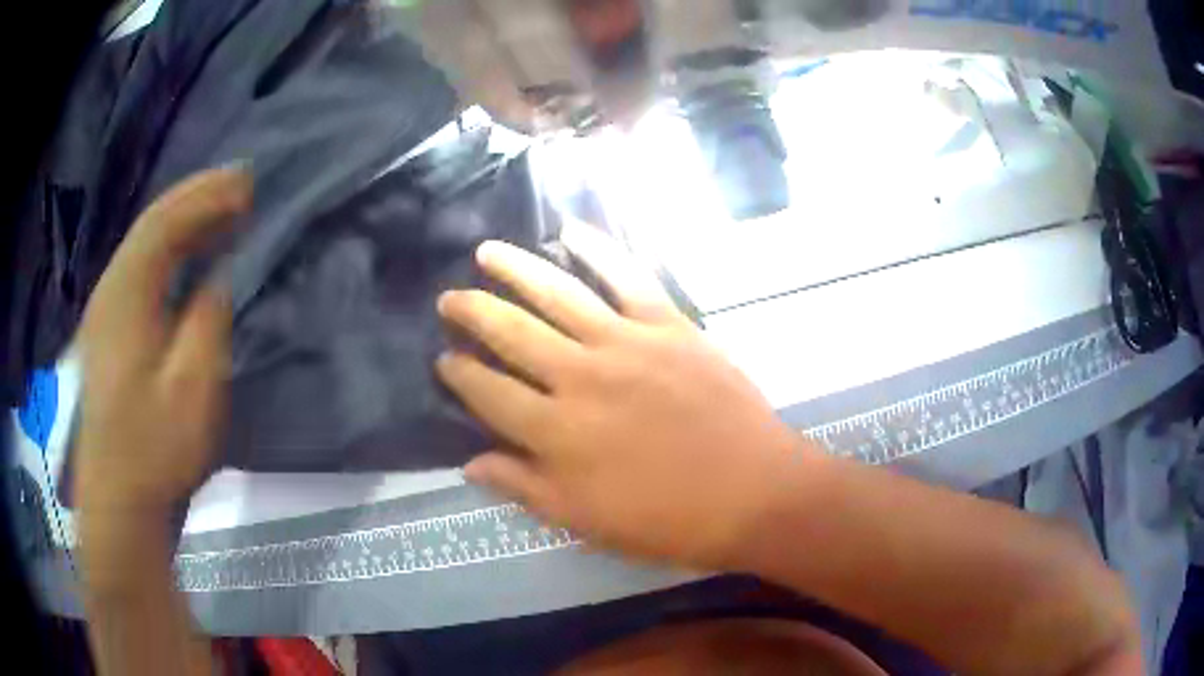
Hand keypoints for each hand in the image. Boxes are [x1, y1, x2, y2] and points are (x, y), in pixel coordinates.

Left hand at [75, 169, 250, 520]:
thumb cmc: (155, 449)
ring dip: (183, 220)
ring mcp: (104, 310)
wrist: (117, 499)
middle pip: (151, 225)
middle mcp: (110, 290)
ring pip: (143, 245)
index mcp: (126, 297)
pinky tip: (187, 255)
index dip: (206, 196)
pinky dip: (168, 250)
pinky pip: (139, 269)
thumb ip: (207, 322)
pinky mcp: (107, 331)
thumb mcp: (192, 390)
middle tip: (240, 185)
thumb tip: (218, 278)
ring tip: (221, 211)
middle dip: (196, 198)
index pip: (165, 223)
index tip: (247, 183)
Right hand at [436, 224, 805, 569]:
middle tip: (449, 299)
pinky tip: (570, 229)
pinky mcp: (668, 324)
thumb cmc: (668, 520)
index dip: (459, 375)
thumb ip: (524, 487)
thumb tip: (470, 463)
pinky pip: (626, 275)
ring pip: (557, 294)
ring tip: (485, 252)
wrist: (753, 492)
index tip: (444, 359)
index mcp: (557, 433)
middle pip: (511, 333)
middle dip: (472, 312)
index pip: (488, 393)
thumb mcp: (586, 521)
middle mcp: (580, 378)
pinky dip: (598, 248)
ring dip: (515, 269)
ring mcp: (626, 343)